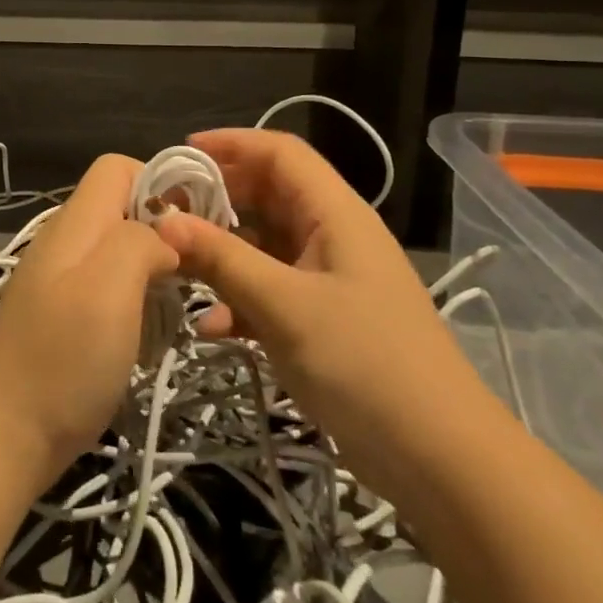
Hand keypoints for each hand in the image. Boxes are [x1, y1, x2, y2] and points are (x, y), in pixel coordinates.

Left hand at [0, 154, 179, 477]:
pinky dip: (134, 302)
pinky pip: (107, 288)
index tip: (190, 228)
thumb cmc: (64, 356)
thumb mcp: (110, 286)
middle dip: (162, 231)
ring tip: (173, 309)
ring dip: (151, 272)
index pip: (116, 167)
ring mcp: (59, 280)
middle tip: (191, 275)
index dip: (157, 183)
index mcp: (74, 223)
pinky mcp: (62, 316)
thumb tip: (163, 238)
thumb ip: (140, 241)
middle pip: (120, 209)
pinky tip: (144, 336)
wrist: (5, 434)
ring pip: (117, 251)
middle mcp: (64, 242)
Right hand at [154, 129, 501, 497]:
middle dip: (216, 201)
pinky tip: (211, 328)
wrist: (438, 458)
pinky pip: (271, 290)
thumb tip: (164, 221)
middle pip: (268, 196)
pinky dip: (240, 299)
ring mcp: (329, 279)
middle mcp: (333, 235)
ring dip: (222, 254)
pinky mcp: (323, 318)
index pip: (280, 153)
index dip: (231, 144)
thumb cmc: (364, 363)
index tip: (180, 155)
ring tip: (175, 267)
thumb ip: (223, 259)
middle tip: (165, 214)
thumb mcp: (284, 306)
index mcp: (335, 213)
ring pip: (264, 246)